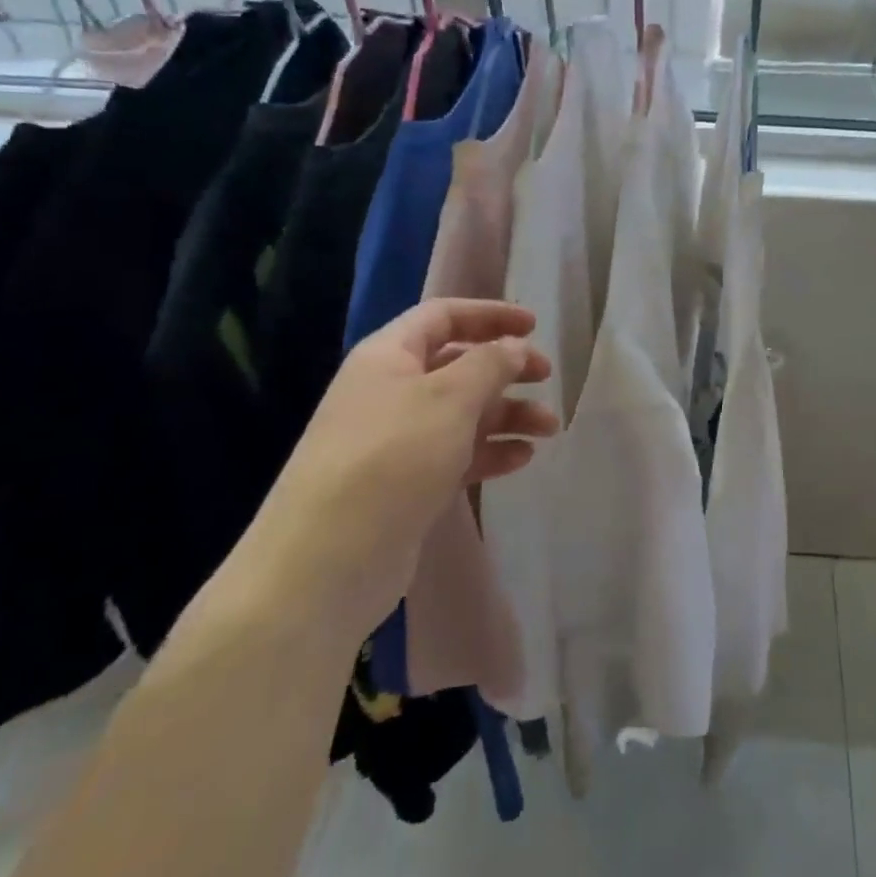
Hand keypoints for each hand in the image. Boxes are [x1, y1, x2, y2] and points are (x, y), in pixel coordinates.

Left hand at [246, 299, 557, 623]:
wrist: (326, 562)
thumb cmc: (392, 458)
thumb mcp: (448, 398)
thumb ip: (489, 364)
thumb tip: (515, 345)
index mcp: (388, 357)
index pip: (442, 316)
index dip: (489, 314)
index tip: (533, 325)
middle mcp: (390, 391)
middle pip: (457, 365)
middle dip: (505, 368)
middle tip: (547, 376)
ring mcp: (397, 441)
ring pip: (462, 413)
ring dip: (507, 415)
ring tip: (549, 428)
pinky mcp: (406, 484)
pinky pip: (457, 454)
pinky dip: (490, 452)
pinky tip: (522, 459)